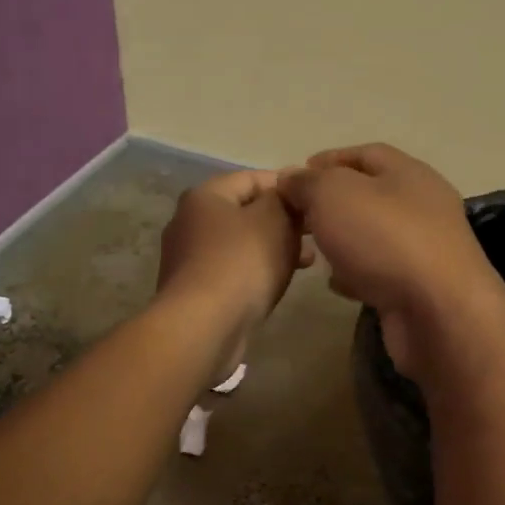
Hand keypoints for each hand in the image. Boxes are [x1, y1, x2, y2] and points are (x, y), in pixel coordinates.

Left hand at [157, 169, 308, 375]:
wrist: (203, 326)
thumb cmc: (241, 263)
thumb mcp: (273, 219)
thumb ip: (285, 199)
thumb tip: (287, 192)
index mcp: (204, 196)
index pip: (252, 178)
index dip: (287, 186)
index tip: (316, 202)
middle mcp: (189, 222)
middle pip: (245, 211)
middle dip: (282, 221)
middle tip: (315, 234)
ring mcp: (188, 259)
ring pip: (241, 244)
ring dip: (273, 248)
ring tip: (306, 261)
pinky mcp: (194, 290)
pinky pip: (232, 271)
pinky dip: (256, 271)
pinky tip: (278, 283)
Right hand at [279, 144, 504, 381]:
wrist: (437, 312)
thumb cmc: (384, 239)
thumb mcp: (334, 195)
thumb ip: (308, 182)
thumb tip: (291, 177)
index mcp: (410, 173)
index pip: (366, 153)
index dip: (329, 160)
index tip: (295, 175)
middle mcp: (423, 207)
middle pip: (372, 195)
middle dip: (333, 203)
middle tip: (299, 215)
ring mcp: (426, 249)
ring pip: (375, 235)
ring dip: (344, 239)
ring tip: (312, 248)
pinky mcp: (420, 288)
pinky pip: (381, 272)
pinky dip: (356, 273)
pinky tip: (336, 283)